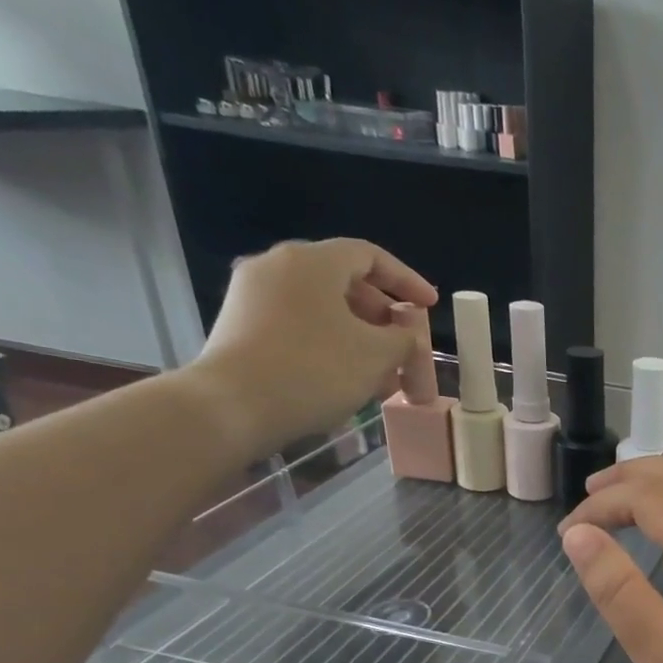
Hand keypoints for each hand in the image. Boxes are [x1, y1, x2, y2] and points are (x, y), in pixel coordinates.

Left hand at [182, 238, 439, 458]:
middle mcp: (277, 267)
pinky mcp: (241, 326)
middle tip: (406, 344)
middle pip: (345, 282)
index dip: (406, 280)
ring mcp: (253, 296)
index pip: (370, 256)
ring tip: (383, 373)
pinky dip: (331, 344)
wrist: (233, 406)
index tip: (430, 306)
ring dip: (360, 336)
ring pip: (323, 308)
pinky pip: (299, 325)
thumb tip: (405, 334)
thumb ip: (403, 338)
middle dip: (383, 316)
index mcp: (312, 262)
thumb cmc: (315, 369)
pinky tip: (348, 378)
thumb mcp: (377, 354)